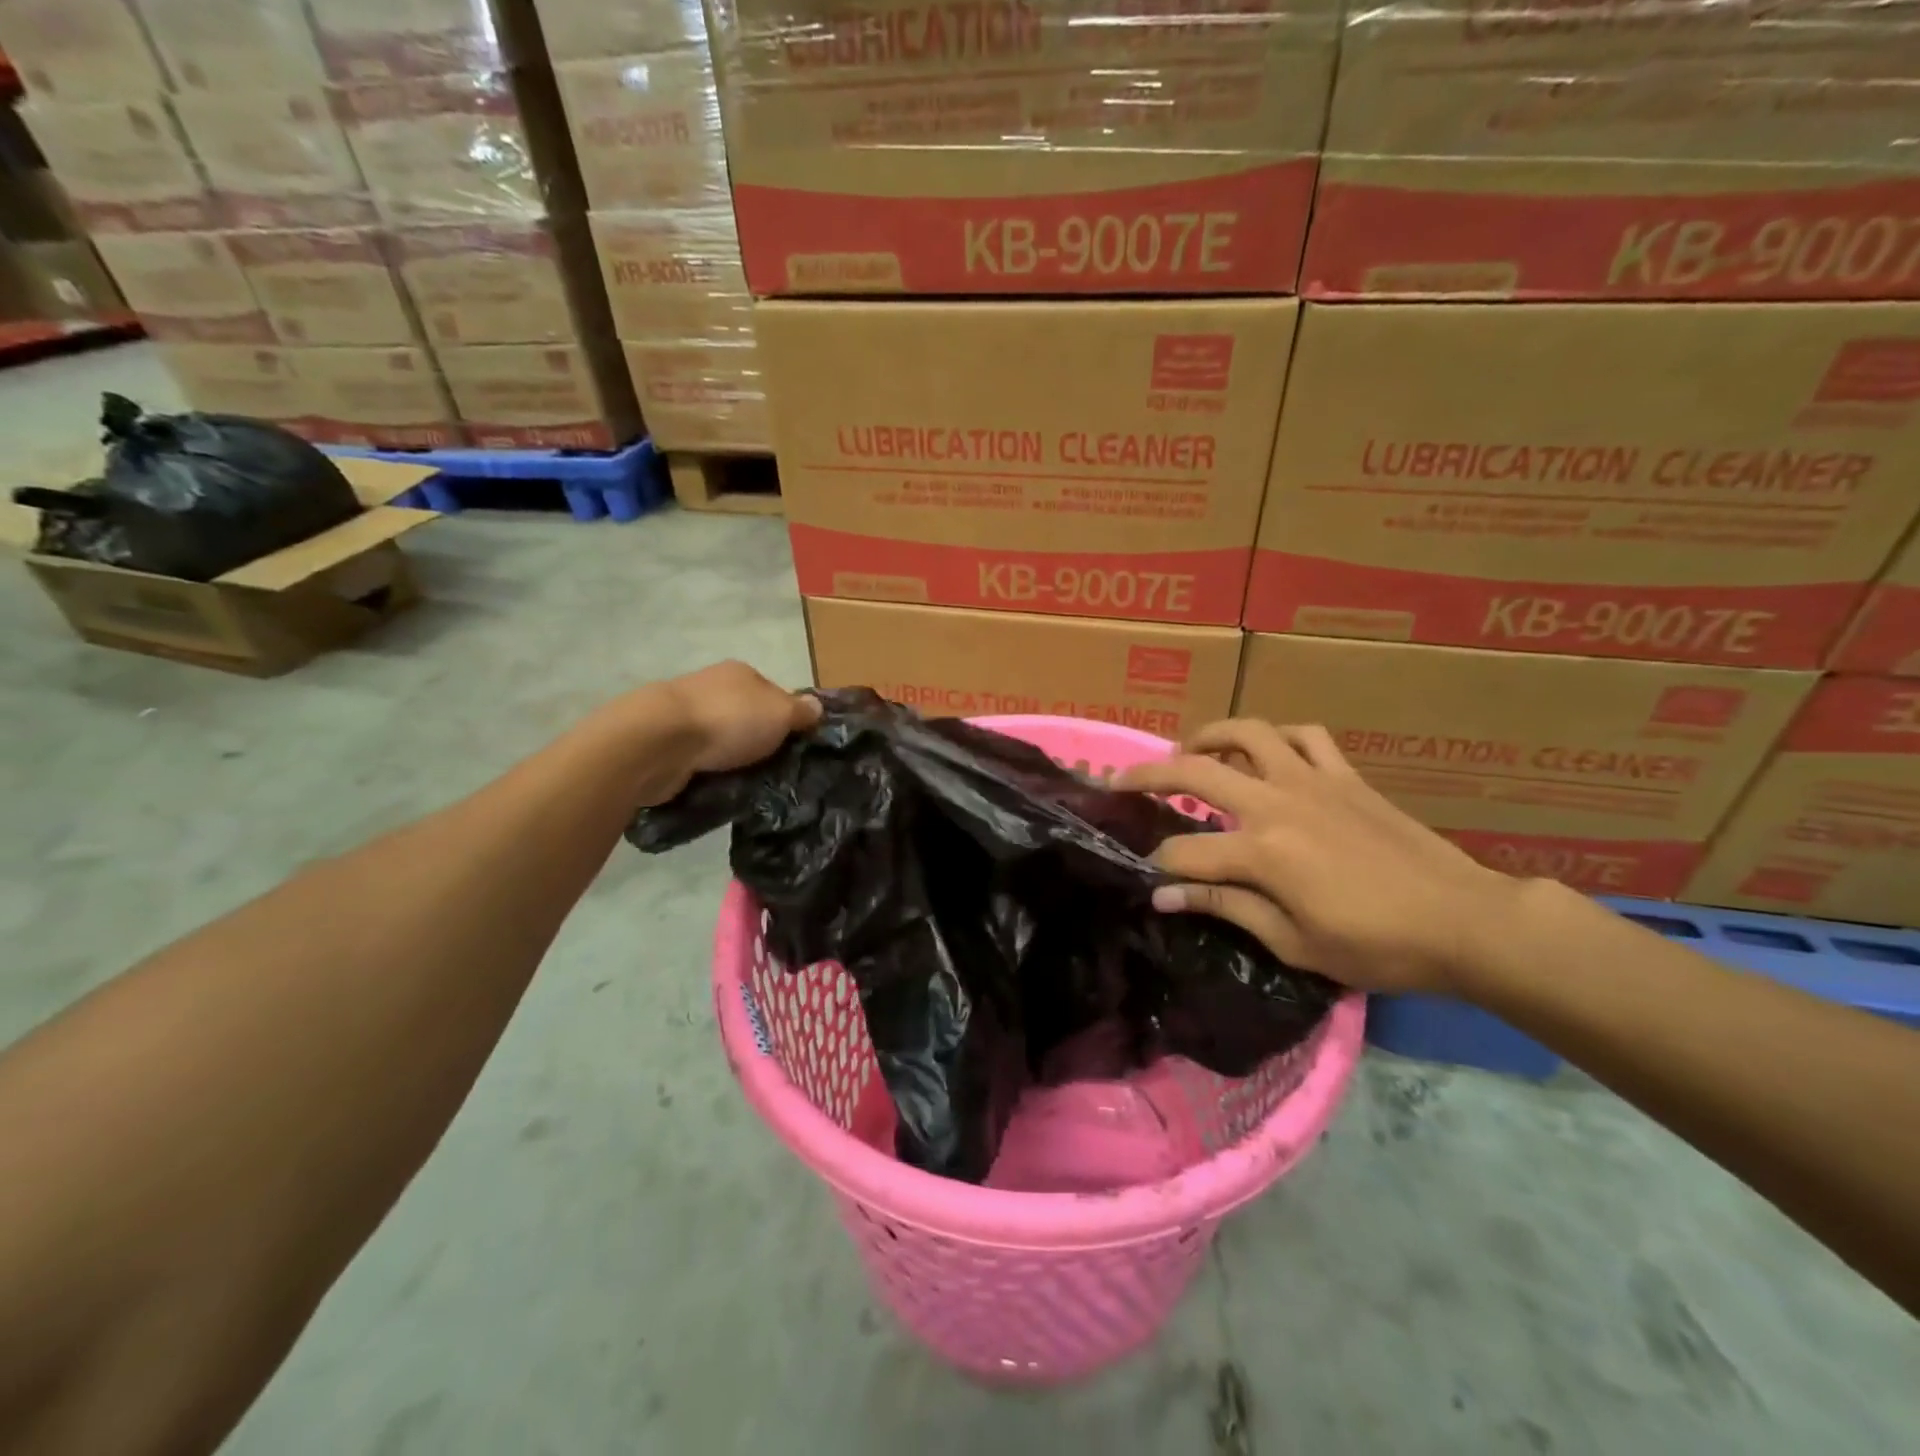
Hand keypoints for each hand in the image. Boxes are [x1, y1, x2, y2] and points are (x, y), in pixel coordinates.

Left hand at [594, 661, 819, 807]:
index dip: (789, 720)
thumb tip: (817, 707)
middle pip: (748, 717)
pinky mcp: (667, 745)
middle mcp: (713, 689)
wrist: (658, 742)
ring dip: (733, 760)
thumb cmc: (728, 720)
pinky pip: (700, 761)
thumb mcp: (780, 713)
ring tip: (751, 787)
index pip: (775, 695)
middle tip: (779, 772)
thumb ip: (801, 712)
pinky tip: (720, 790)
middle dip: (760, 742)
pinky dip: (710, 773)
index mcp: (741, 674)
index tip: (798, 748)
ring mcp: (687, 716)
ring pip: (722, 741)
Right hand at [1114, 720, 1524, 994]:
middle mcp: (1277, 803)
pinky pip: (1304, 736)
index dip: (1159, 866)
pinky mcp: (1345, 775)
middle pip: (1194, 773)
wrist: (1466, 921)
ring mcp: (1312, 781)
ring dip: (1207, 737)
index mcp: (1262, 853)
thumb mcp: (1295, 943)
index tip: (1148, 880)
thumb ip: (1226, 908)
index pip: (1185, 852)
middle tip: (1120, 781)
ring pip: (1246, 733)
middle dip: (1147, 776)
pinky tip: (1266, 752)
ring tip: (1187, 751)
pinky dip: (1277, 737)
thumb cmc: (1378, 946)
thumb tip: (1165, 895)